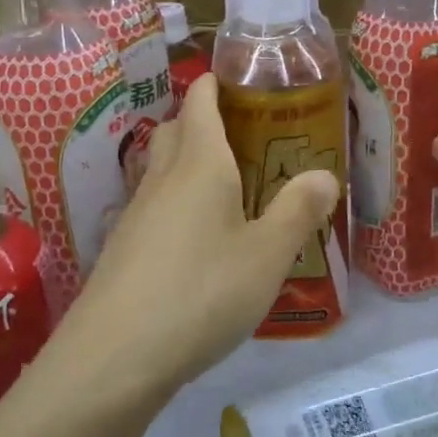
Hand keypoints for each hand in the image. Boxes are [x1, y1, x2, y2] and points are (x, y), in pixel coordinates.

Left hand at [53, 76, 339, 402]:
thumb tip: (324, 174)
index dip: (217, 83)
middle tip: (246, 136)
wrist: (113, 356)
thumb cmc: (201, 292)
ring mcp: (136, 214)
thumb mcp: (267, 255)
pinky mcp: (123, 249)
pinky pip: (154, 206)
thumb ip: (298, 211)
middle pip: (178, 129)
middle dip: (205, 120)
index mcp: (200, 164)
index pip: (201, 101)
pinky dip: (177, 203)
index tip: (241, 80)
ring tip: (229, 186)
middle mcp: (162, 178)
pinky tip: (198, 239)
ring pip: (162, 169)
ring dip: (189, 164)